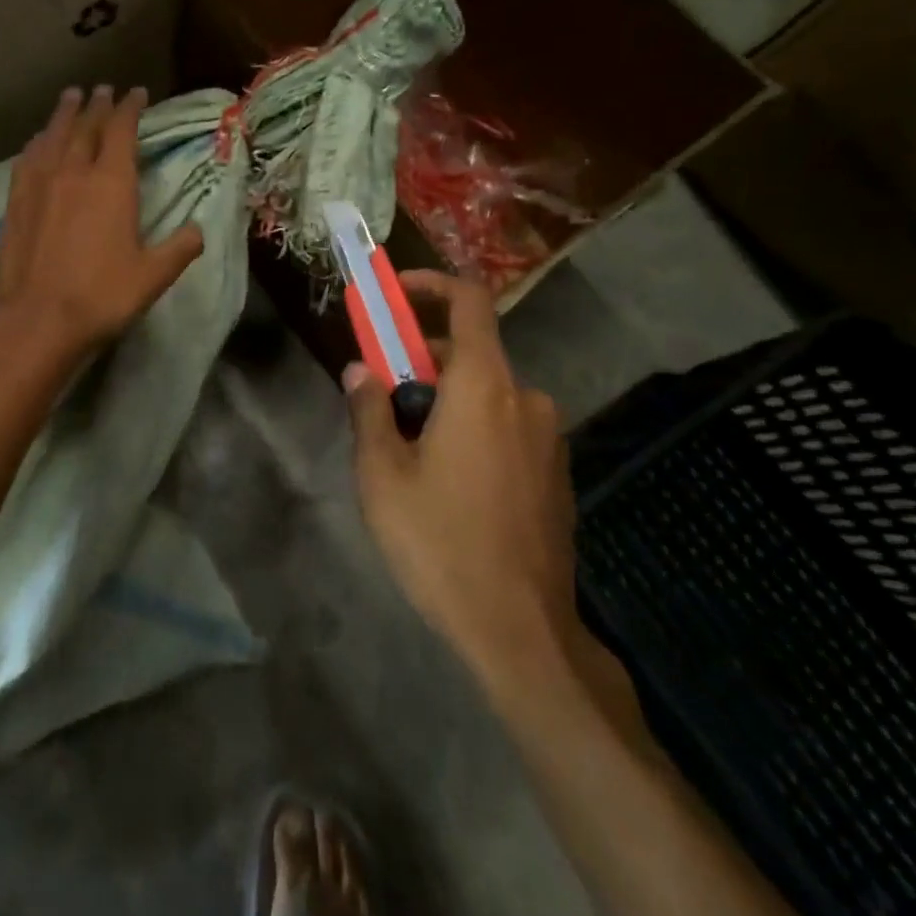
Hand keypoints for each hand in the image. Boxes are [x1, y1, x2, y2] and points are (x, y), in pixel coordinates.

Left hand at [0, 85, 204, 357]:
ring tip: (71, 96)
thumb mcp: (153, 276)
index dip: (130, 108)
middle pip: (86, 127)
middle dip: (98, 105)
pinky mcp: (16, 202)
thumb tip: (198, 230)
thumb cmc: (102, 296)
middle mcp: (74, 172)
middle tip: (104, 89)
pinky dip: (37, 142)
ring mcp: (40, 185)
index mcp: (111, 184)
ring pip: (53, 136)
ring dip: (65, 114)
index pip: (122, 131)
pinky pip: (28, 159)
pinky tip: (38, 140)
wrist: (38, 319)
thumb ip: (179, 248)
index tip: (136, 93)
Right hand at [343, 271, 580, 691]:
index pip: (468, 302)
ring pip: (487, 395)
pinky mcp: (556, 473)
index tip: (395, 294)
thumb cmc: (440, 542)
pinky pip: (507, 428)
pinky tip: (451, 485)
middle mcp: (525, 399)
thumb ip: (369, 411)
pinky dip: (474, 429)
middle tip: (383, 400)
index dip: (431, 285)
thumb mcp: (382, 475)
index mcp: (483, 387)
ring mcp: (548, 438)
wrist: (521, 631)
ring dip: (446, 403)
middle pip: (470, 353)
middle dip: (421, 363)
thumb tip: (360, 369)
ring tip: (410, 455)